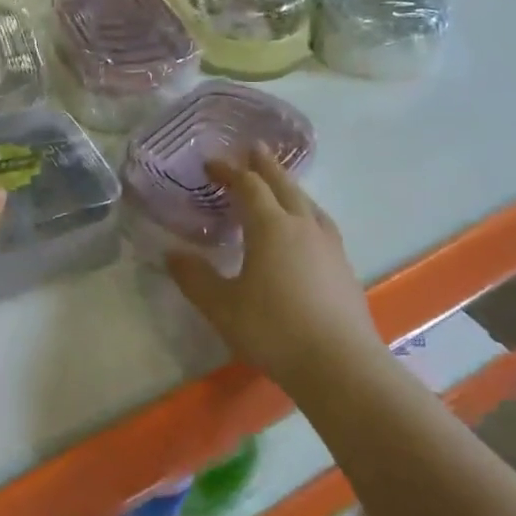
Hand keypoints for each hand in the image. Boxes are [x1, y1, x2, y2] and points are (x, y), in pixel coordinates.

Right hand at [165, 146, 382, 383]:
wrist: (339, 365)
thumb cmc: (273, 329)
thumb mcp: (221, 306)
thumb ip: (194, 277)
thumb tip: (171, 253)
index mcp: (271, 227)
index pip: (248, 187)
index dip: (229, 172)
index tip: (211, 164)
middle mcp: (302, 226)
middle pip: (284, 185)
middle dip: (265, 166)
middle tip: (254, 149)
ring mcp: (328, 245)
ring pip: (307, 203)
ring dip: (289, 187)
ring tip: (280, 185)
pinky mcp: (343, 266)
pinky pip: (320, 223)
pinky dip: (305, 212)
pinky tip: (305, 229)